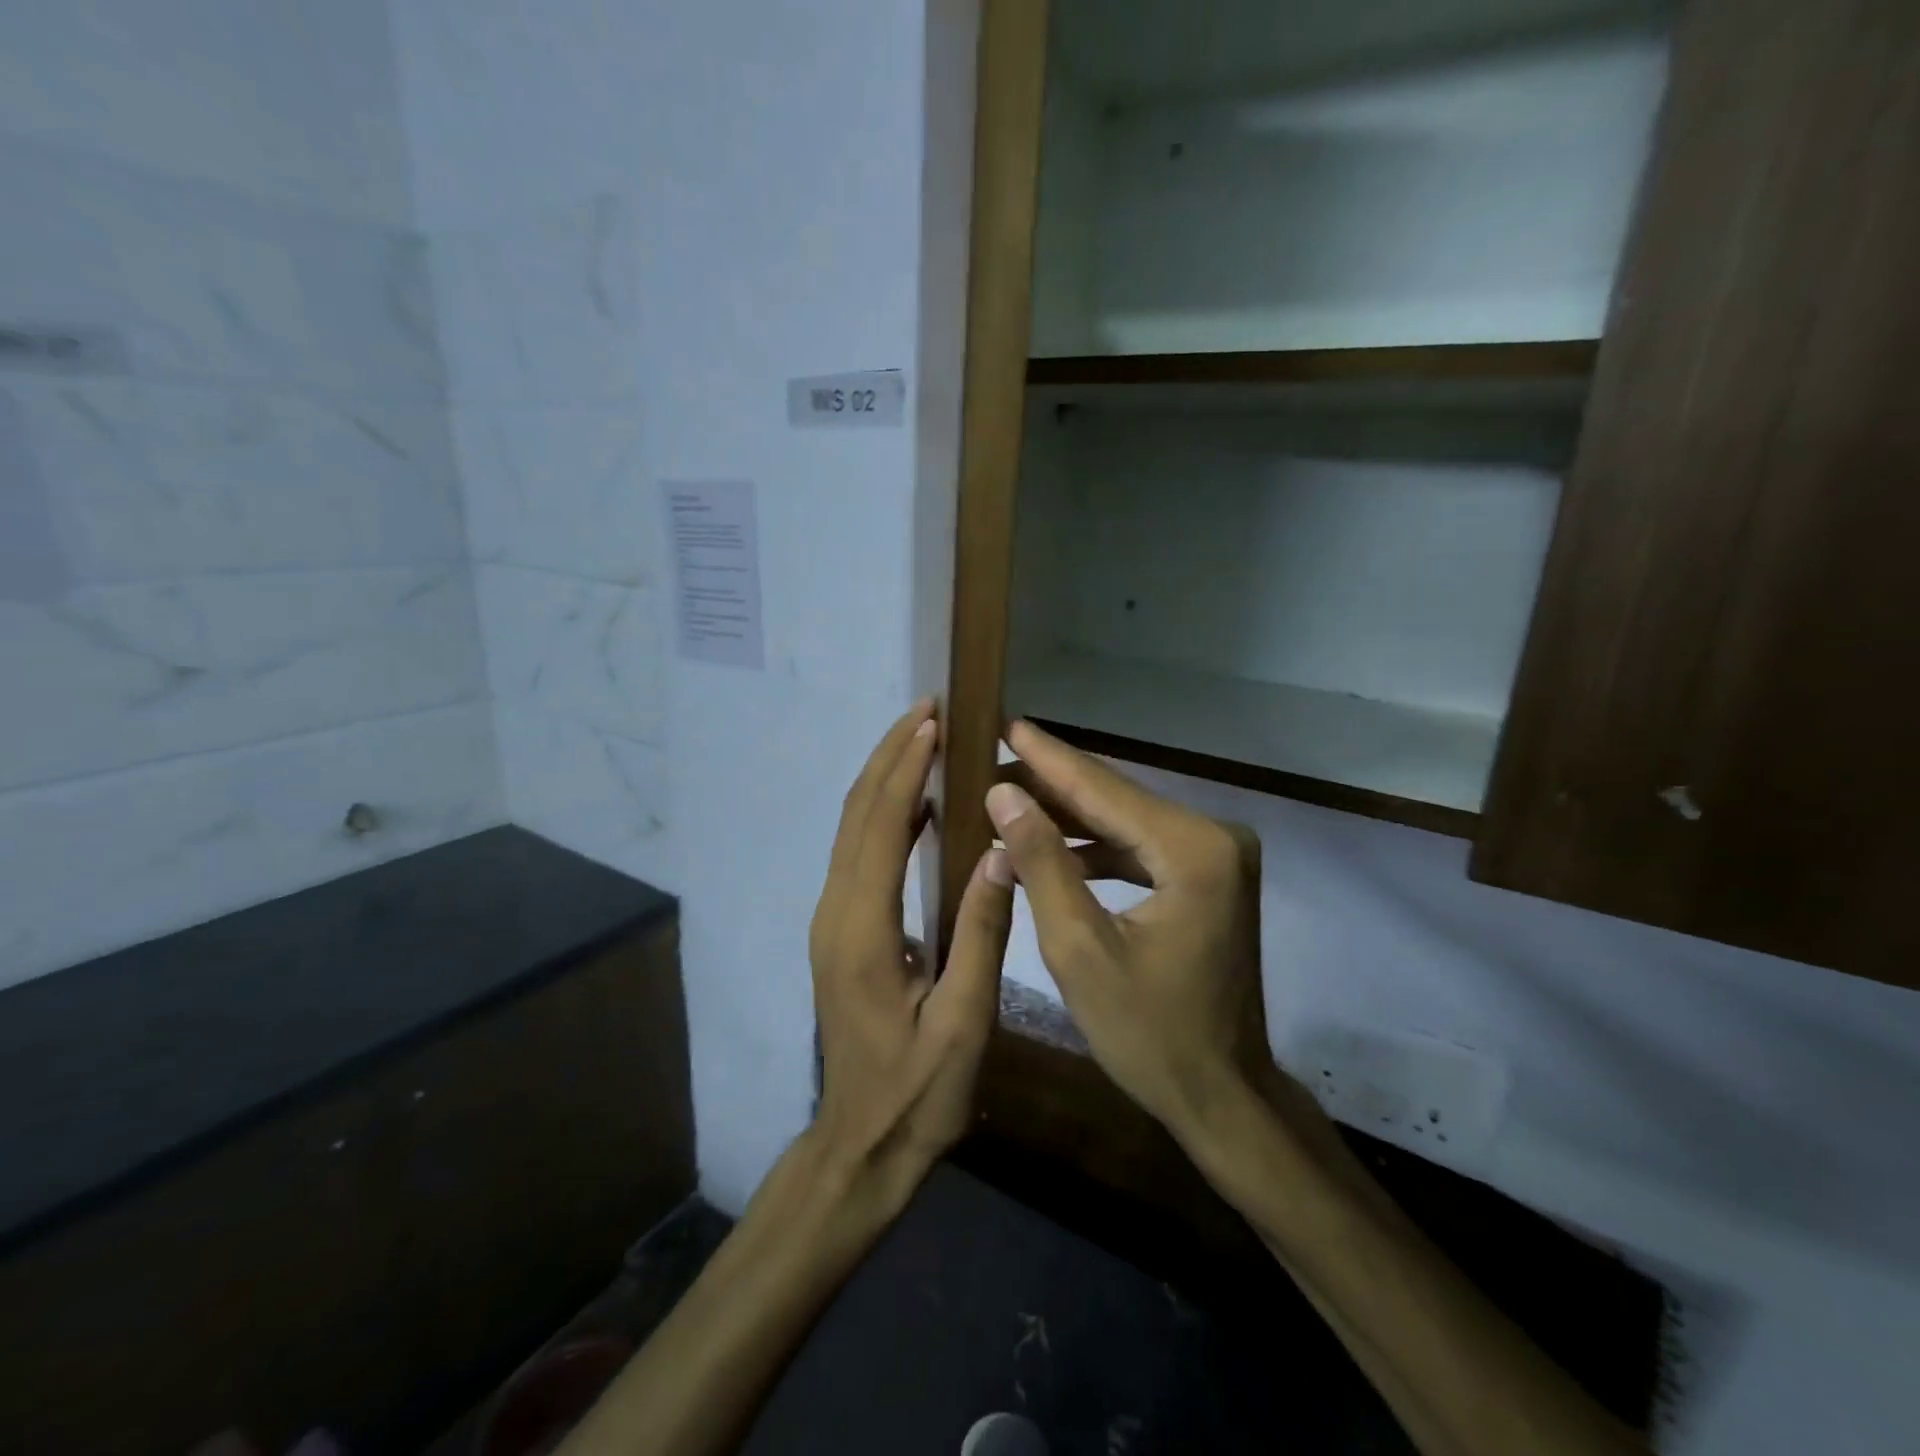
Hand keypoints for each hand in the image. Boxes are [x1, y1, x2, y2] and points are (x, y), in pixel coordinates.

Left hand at [808, 700, 1014, 1202]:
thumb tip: (1001, 850)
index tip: (931, 722)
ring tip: (922, 741)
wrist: (861, 1143)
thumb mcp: (962, 1021)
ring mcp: (832, 921)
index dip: (905, 770)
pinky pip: (858, 855)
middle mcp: (836, 912)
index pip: (879, 827)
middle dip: (888, 757)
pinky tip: (917, 807)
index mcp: (862, 929)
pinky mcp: (840, 932)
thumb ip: (980, 932)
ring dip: (883, 780)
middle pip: (855, 815)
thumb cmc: (918, 1092)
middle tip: (925, 711)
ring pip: (851, 830)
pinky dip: (883, 815)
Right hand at [985, 720, 1278, 1146]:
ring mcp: (1216, 856)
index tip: (1004, 724)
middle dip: (1052, 783)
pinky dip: (1094, 847)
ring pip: (1125, 822)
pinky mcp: (1207, 876)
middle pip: (1116, 799)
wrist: (1221, 1094)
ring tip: (1006, 799)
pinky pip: (1139, 847)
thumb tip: (1003, 794)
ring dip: (1068, 816)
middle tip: (992, 759)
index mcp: (1192, 850)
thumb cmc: (1149, 1034)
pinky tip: (1049, 845)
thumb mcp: (1079, 949)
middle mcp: (1214, 837)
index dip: (1047, 758)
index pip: (1103, 790)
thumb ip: (1041, 863)